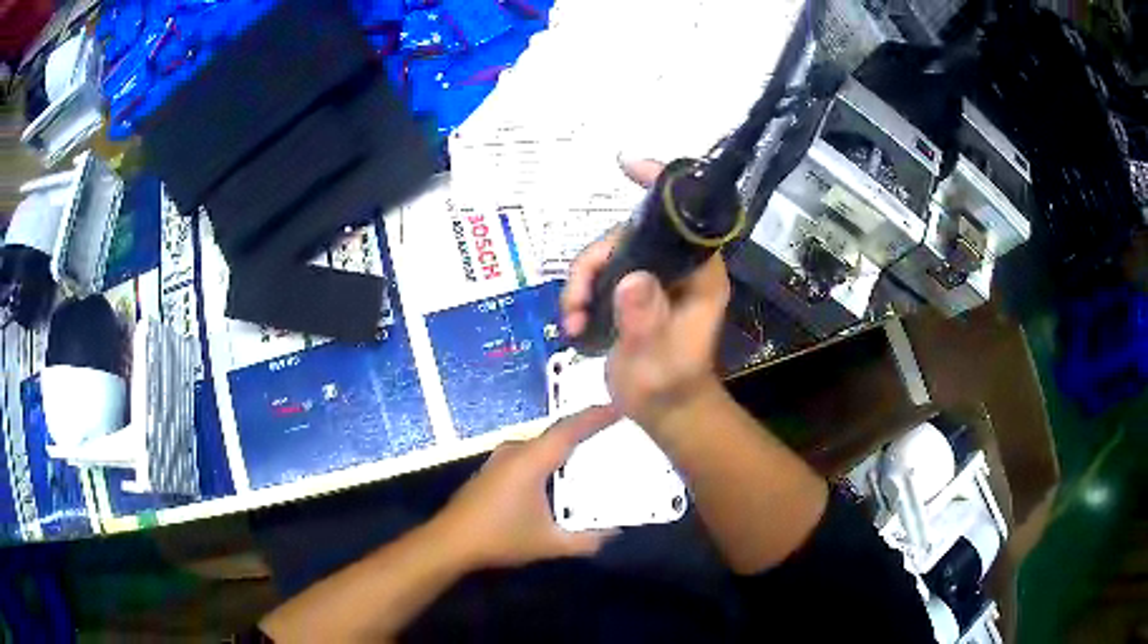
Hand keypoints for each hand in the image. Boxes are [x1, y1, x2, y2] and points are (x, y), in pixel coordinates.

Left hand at [432, 406, 620, 569]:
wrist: (450, 542)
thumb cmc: (500, 537)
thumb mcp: (549, 544)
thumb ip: (586, 540)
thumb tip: (614, 533)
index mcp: (530, 460)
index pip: (569, 429)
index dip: (595, 416)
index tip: (620, 406)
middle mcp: (515, 451)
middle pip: (556, 434)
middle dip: (585, 431)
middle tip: (614, 433)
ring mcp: (500, 459)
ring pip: (542, 445)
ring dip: (566, 447)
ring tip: (593, 452)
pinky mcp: (493, 470)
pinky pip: (529, 455)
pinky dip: (550, 459)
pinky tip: (560, 475)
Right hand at [561, 159, 729, 428]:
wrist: (662, 411)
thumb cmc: (669, 384)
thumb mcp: (657, 358)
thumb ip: (645, 320)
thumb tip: (630, 280)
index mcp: (698, 274)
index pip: (686, 217)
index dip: (660, 186)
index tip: (628, 167)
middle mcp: (676, 268)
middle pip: (629, 234)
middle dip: (595, 259)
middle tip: (578, 297)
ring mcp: (651, 279)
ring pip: (608, 254)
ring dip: (581, 281)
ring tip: (573, 318)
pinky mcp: (631, 293)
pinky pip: (599, 275)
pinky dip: (580, 294)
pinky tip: (574, 323)